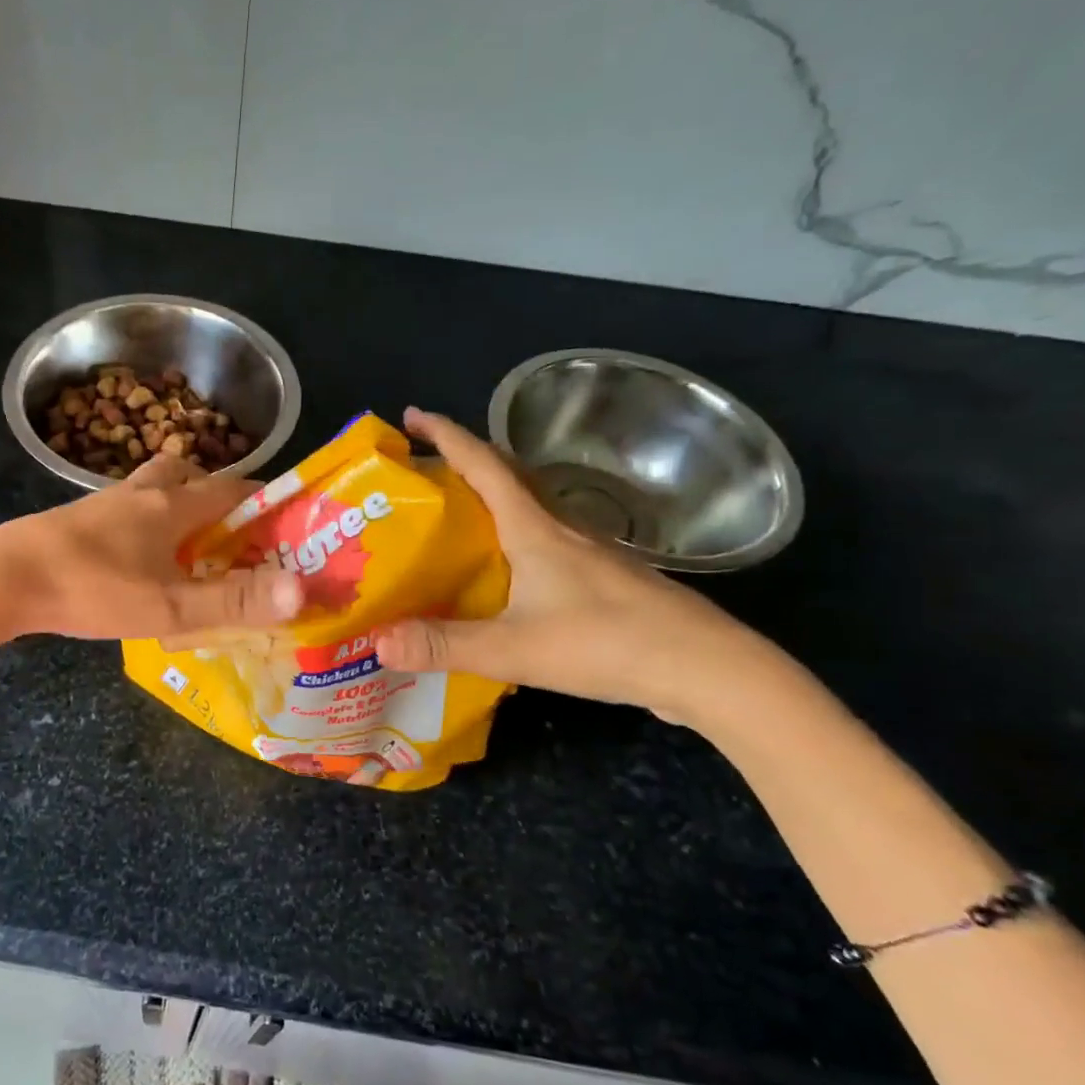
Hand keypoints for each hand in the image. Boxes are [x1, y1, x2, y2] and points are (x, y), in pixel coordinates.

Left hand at [0, 453, 302, 668]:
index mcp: (171, 506)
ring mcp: (103, 504)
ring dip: (175, 504)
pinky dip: (143, 523)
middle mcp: (140, 493)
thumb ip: (233, 601)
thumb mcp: (169, 607)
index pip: (232, 488)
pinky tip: (138, 559)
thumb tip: (303, 590)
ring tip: (188, 546)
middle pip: (187, 473)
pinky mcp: (76, 521)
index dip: (264, 499)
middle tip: (231, 531)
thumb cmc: (92, 589)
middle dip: (215, 494)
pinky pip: (124, 510)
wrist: (1, 579)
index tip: (286, 520)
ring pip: (151, 488)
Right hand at [373, 408, 768, 719]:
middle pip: (508, 477)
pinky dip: (514, 536)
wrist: (708, 669)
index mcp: (535, 529)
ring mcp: (590, 553)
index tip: (412, 415)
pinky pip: (546, 540)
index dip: (447, 435)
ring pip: (530, 508)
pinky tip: (505, 570)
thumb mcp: (513, 648)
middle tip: (424, 469)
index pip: (483, 465)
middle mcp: (562, 529)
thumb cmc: (607, 644)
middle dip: (464, 461)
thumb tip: (376, 642)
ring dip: (491, 498)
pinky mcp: (605, 580)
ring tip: (454, 517)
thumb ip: (443, 645)